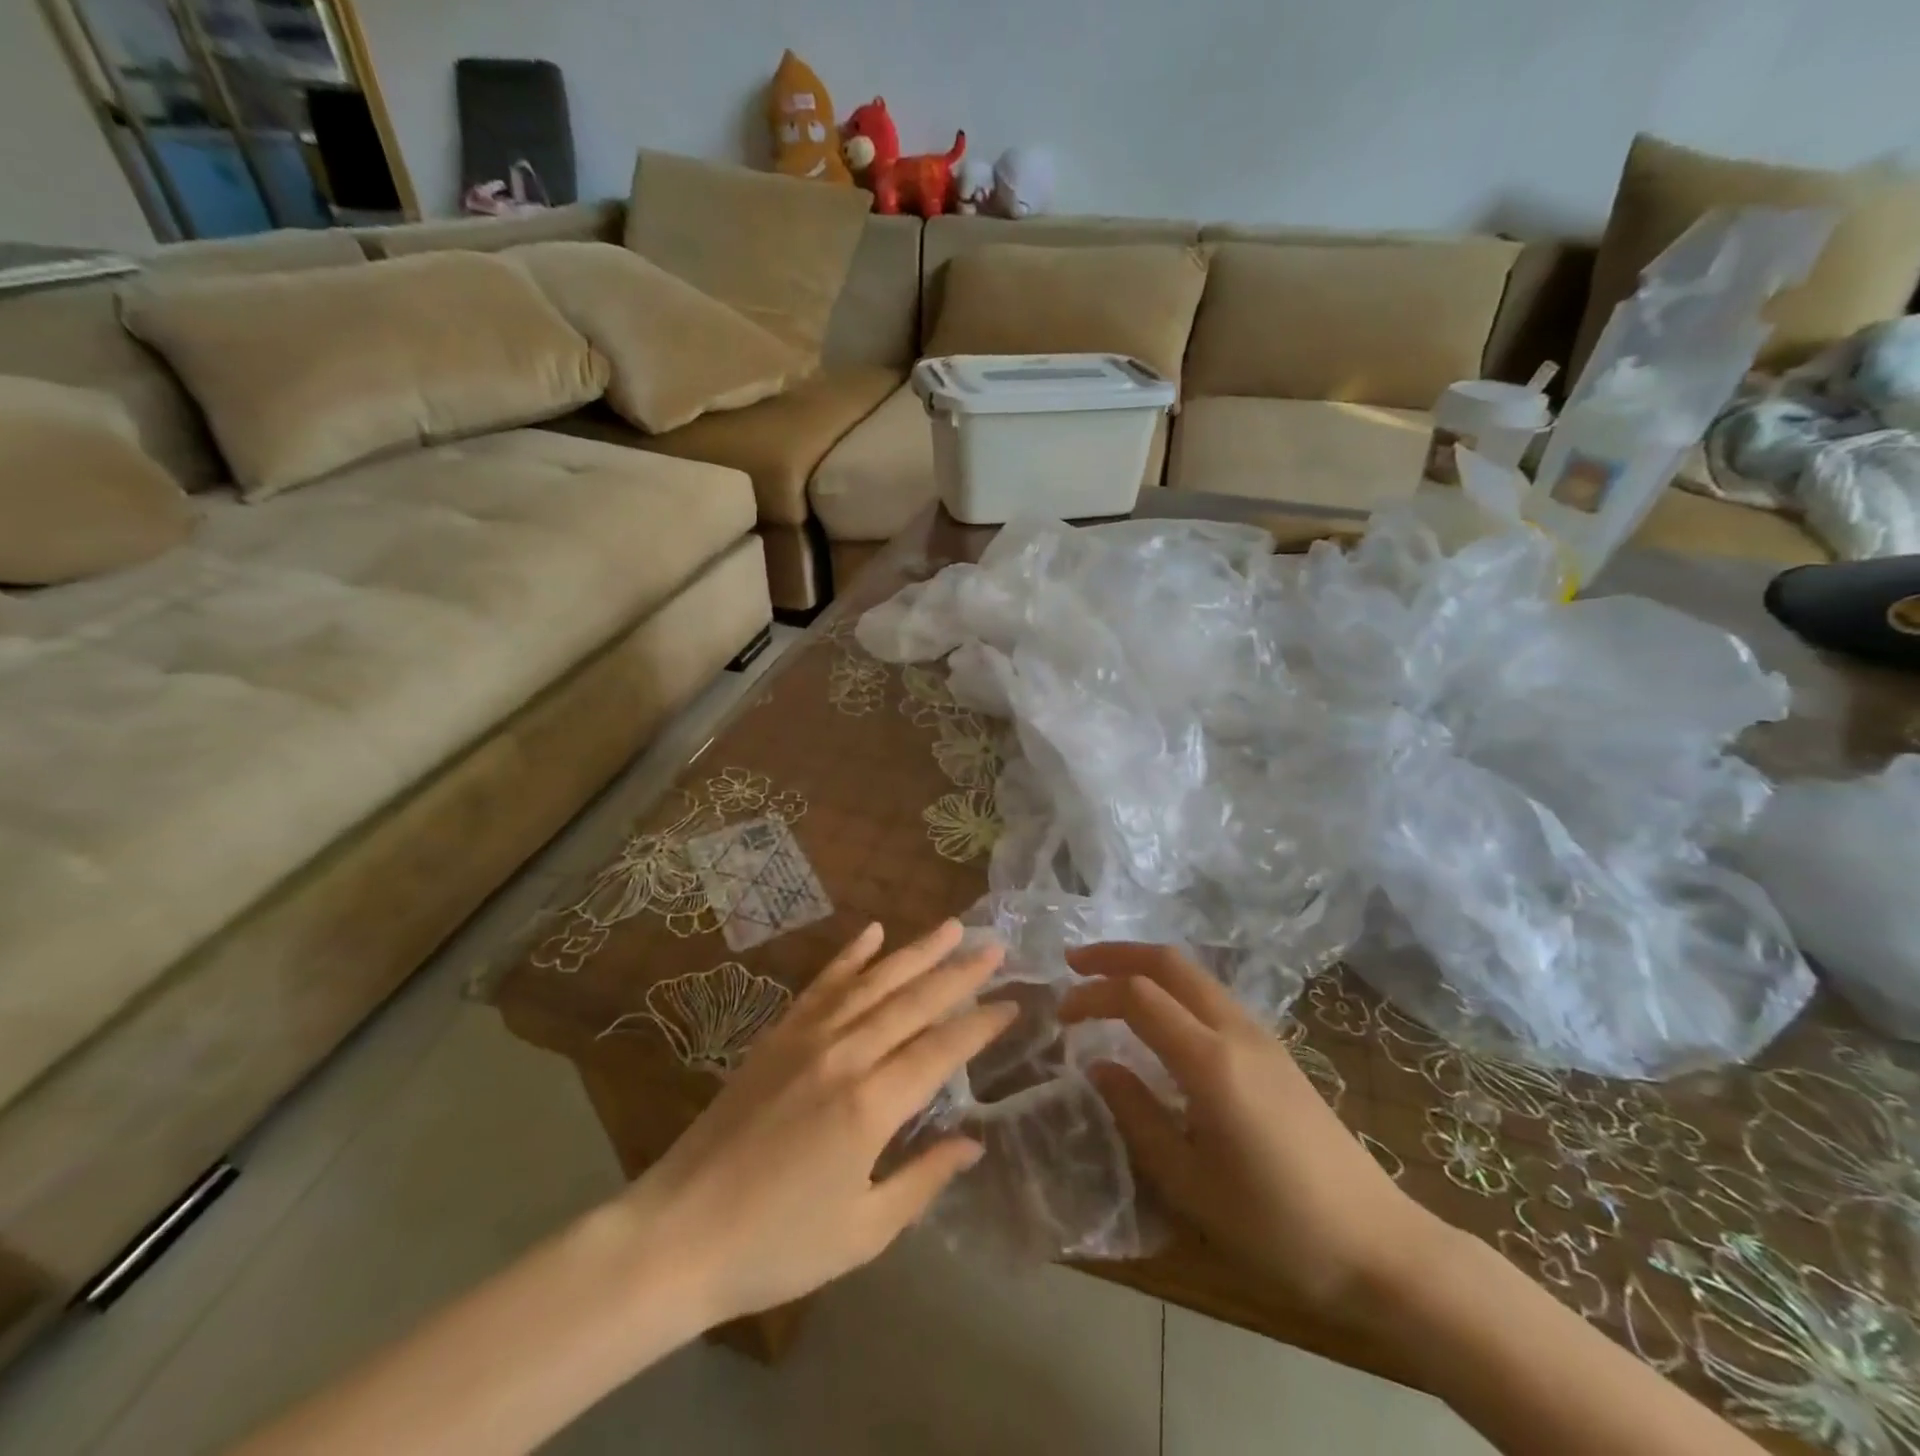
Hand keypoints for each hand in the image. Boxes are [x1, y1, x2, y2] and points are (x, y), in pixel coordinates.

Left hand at [619, 920, 1015, 1326]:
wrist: (678, 1234)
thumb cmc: (777, 1245)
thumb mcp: (863, 1230)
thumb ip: (923, 1179)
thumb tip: (972, 1143)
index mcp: (871, 1104)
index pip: (941, 1050)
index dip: (980, 1025)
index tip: (1013, 1002)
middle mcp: (845, 1055)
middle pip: (913, 1002)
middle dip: (959, 972)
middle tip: (995, 945)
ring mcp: (808, 1038)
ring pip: (874, 982)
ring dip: (915, 952)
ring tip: (951, 927)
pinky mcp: (778, 1035)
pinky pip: (823, 984)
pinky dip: (850, 956)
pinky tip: (873, 933)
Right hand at [1060, 943, 1442, 1318]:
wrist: (1379, 1246)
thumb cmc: (1277, 1225)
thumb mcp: (1189, 1183)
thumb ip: (1137, 1115)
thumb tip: (1099, 1066)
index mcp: (1211, 1061)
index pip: (1138, 996)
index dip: (1092, 995)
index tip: (1061, 1015)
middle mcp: (1236, 1031)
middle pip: (1169, 962)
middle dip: (1117, 954)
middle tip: (1074, 964)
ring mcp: (1261, 1035)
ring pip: (1194, 973)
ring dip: (1145, 965)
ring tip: (1106, 981)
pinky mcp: (1274, 1050)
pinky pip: (1212, 995)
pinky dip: (1172, 986)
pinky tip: (1158, 1014)